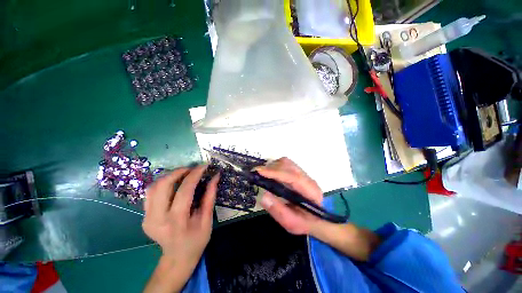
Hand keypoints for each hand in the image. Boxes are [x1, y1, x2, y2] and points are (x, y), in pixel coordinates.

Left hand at [142, 165, 217, 269]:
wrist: (177, 257)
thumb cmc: (196, 240)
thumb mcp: (207, 219)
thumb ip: (210, 196)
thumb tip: (215, 177)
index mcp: (177, 221)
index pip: (184, 191)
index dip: (194, 175)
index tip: (203, 166)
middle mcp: (157, 219)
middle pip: (163, 185)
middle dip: (178, 172)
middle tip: (192, 169)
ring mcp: (147, 218)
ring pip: (153, 187)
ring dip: (169, 176)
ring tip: (183, 174)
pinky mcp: (143, 217)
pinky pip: (150, 194)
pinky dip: (162, 184)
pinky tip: (173, 184)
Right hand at [255, 157, 322, 234]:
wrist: (315, 219)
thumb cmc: (304, 222)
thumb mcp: (291, 223)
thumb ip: (278, 210)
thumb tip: (263, 195)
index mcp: (310, 191)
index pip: (293, 177)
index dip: (276, 173)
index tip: (260, 172)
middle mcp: (308, 179)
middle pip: (289, 166)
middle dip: (271, 168)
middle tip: (257, 174)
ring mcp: (304, 174)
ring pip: (286, 162)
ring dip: (273, 166)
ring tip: (262, 174)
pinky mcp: (298, 173)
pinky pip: (285, 164)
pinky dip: (275, 166)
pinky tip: (270, 174)